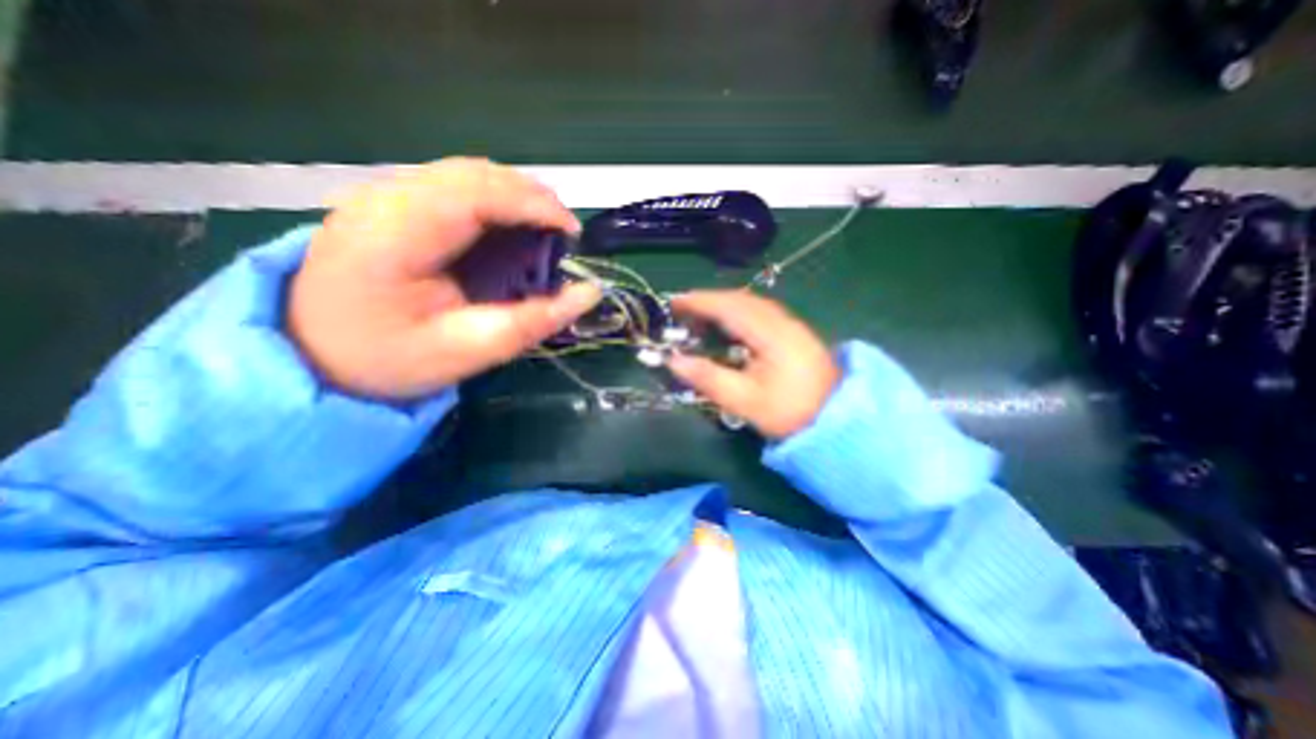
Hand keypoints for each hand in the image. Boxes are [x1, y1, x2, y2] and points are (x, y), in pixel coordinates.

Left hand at [288, 160, 603, 401]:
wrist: (314, 358)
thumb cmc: (391, 361)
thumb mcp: (471, 351)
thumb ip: (533, 321)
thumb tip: (590, 293)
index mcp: (392, 238)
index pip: (474, 194)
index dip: (533, 204)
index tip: (573, 233)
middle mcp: (381, 200)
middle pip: (472, 174)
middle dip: (531, 197)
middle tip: (564, 235)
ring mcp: (379, 195)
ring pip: (465, 174)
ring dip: (515, 197)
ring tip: (545, 231)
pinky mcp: (387, 203)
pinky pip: (453, 186)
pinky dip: (494, 202)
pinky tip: (509, 228)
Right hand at [668, 288, 841, 439]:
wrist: (837, 420)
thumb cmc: (788, 412)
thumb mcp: (744, 401)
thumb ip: (707, 378)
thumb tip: (673, 361)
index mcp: (771, 334)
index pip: (730, 307)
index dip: (700, 302)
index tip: (674, 303)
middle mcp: (782, 321)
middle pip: (741, 299)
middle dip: (709, 300)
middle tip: (682, 310)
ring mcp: (792, 325)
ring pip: (752, 304)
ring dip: (723, 305)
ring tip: (700, 316)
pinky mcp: (795, 333)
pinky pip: (760, 313)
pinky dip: (738, 312)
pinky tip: (729, 325)